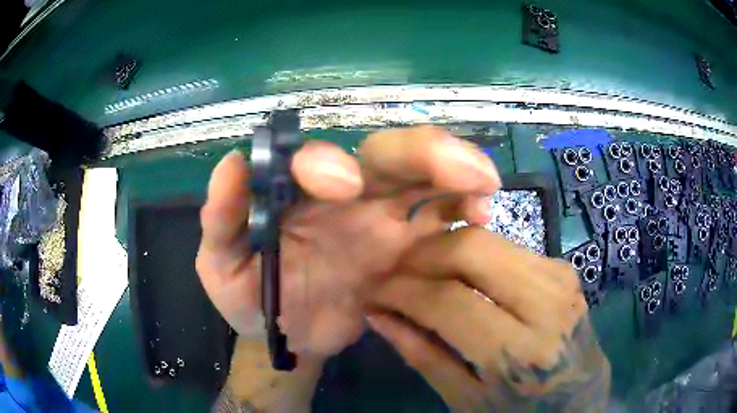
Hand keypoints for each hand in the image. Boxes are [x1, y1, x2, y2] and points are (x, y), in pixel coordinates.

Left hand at [196, 127, 501, 358]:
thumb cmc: (250, 297)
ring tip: (484, 187)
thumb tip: (232, 164)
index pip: (311, 161)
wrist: (290, 333)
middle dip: (423, 152)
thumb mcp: (221, 265)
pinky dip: (463, 210)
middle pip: (386, 155)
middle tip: (464, 169)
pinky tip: (479, 218)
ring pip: (424, 177)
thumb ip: (221, 218)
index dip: (324, 163)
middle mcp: (343, 194)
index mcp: (294, 195)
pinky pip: (442, 217)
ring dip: (457, 173)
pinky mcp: (407, 245)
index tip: (343, 186)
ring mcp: (381, 217)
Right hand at [366, 227, 610, 411]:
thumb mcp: (464, 399)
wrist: (579, 398)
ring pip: (490, 238)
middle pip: (473, 248)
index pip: (449, 300)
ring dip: (447, 248)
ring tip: (423, 272)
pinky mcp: (563, 269)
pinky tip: (461, 276)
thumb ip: (421, 354)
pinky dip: (475, 255)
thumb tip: (379, 313)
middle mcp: (547, 306)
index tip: (377, 290)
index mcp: (520, 354)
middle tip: (398, 271)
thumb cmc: (519, 411)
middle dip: (424, 253)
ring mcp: (560, 279)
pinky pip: (508, 246)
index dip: (403, 290)